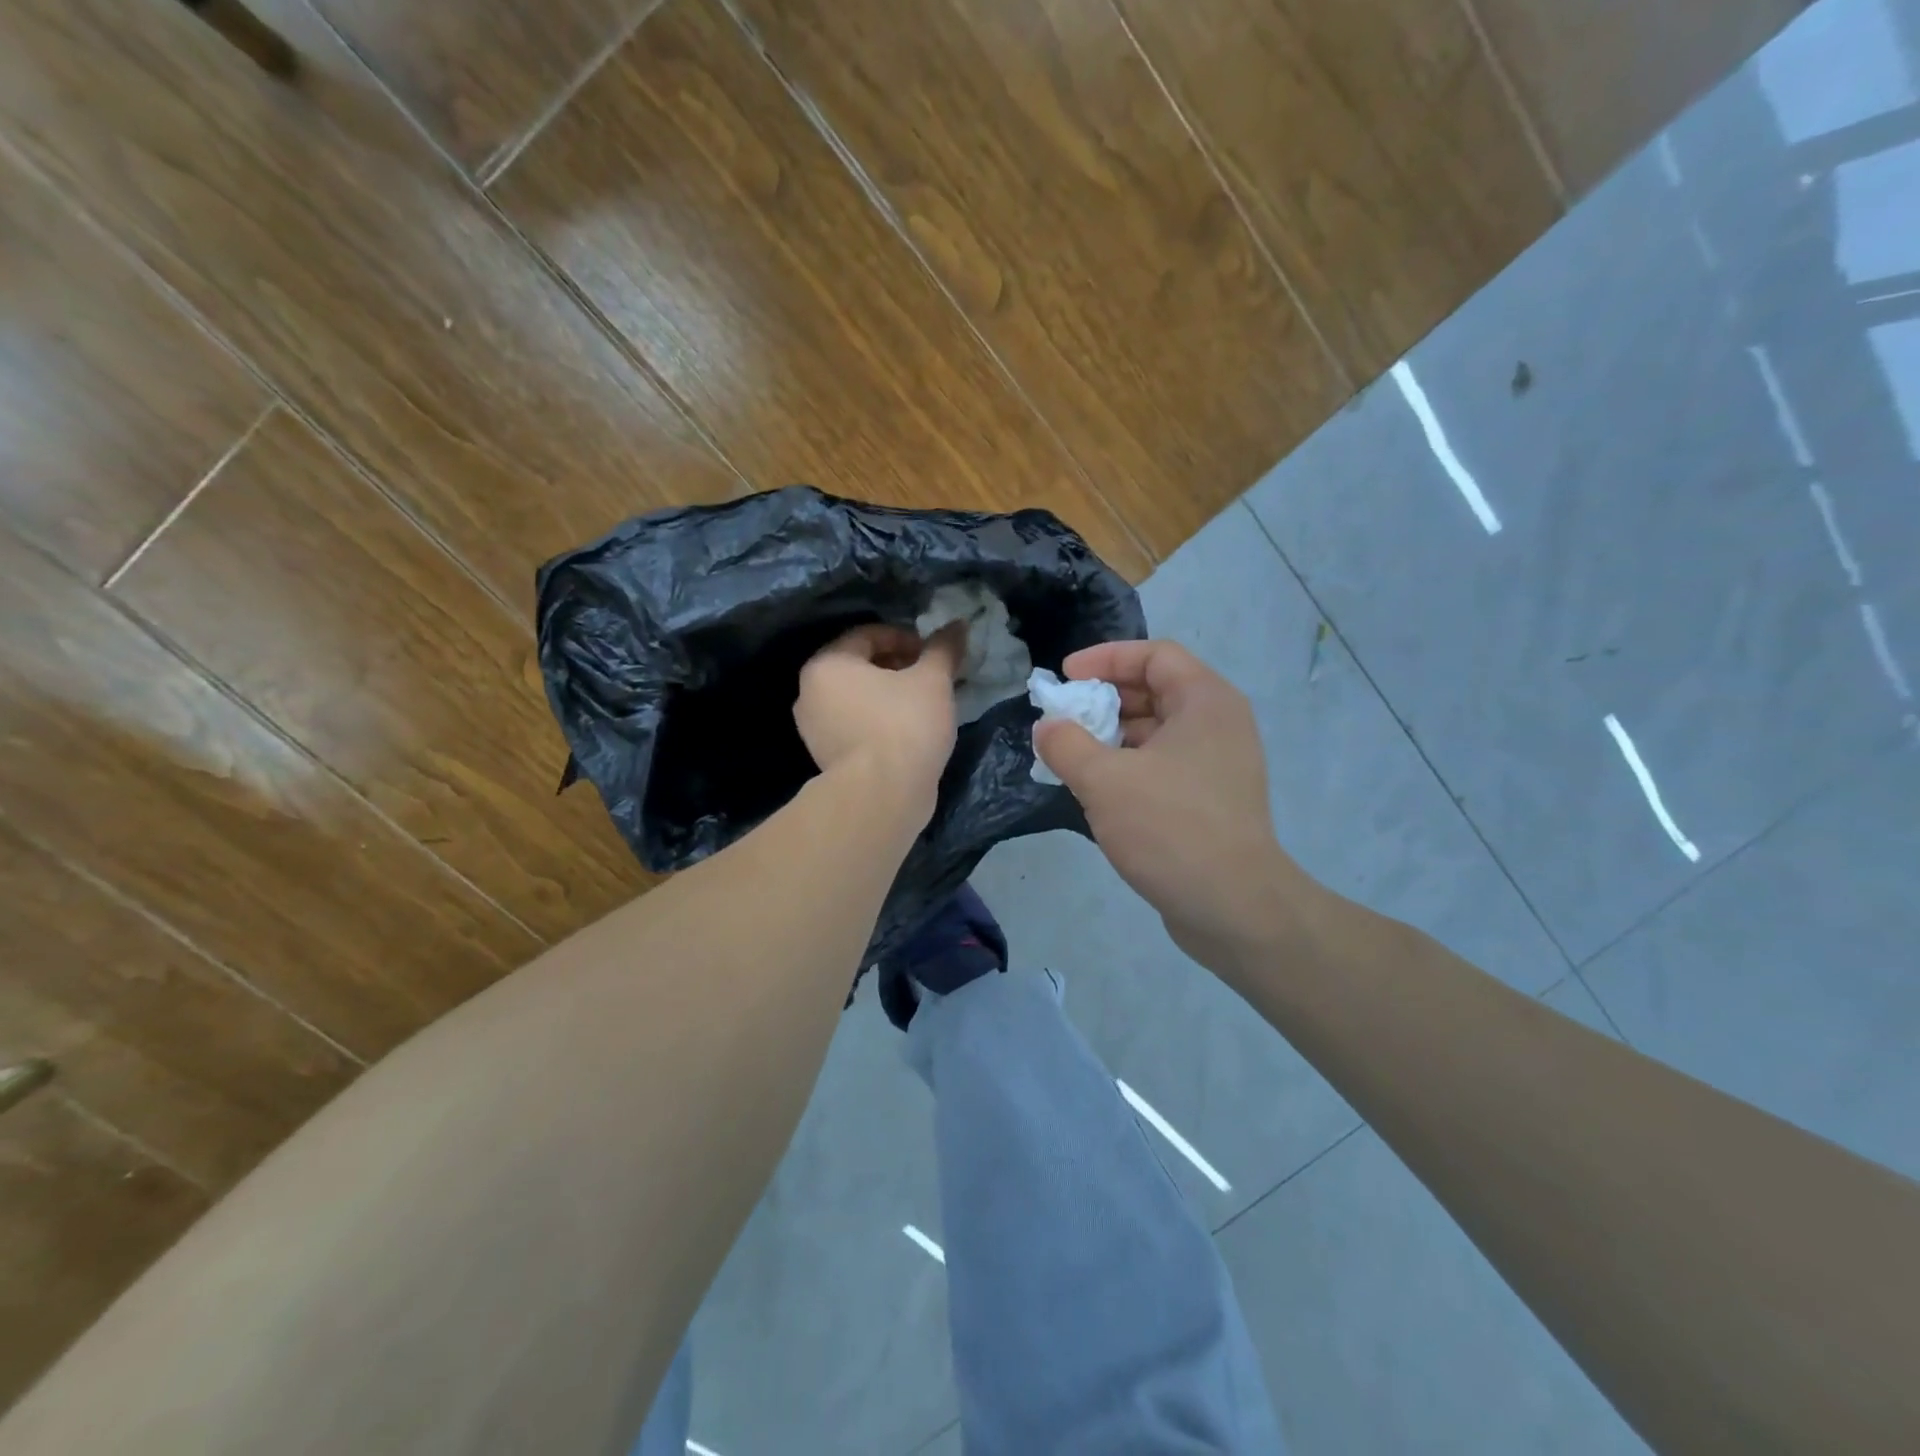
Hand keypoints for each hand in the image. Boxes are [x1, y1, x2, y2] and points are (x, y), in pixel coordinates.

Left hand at [795, 623, 963, 813]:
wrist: (882, 795)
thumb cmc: (905, 725)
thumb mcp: (932, 681)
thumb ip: (943, 649)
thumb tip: (958, 624)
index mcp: (827, 664)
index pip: (869, 635)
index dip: (906, 639)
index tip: (933, 655)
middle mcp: (810, 692)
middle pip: (860, 666)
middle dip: (898, 667)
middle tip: (931, 678)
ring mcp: (813, 729)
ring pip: (857, 698)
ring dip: (889, 695)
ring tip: (923, 705)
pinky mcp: (825, 757)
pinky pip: (855, 725)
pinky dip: (879, 721)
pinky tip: (908, 732)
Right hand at [1034, 640, 1314, 971]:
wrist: (1234, 907)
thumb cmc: (1170, 828)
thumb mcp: (1104, 781)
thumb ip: (1066, 744)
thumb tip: (1047, 727)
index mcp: (1205, 702)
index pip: (1155, 655)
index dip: (1105, 658)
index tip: (1065, 677)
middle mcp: (1219, 724)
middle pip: (1156, 690)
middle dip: (1104, 699)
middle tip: (1064, 719)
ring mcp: (1219, 764)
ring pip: (1158, 731)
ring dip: (1113, 736)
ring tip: (1073, 755)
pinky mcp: (1212, 800)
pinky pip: (1164, 764)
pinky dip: (1130, 766)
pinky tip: (1099, 789)